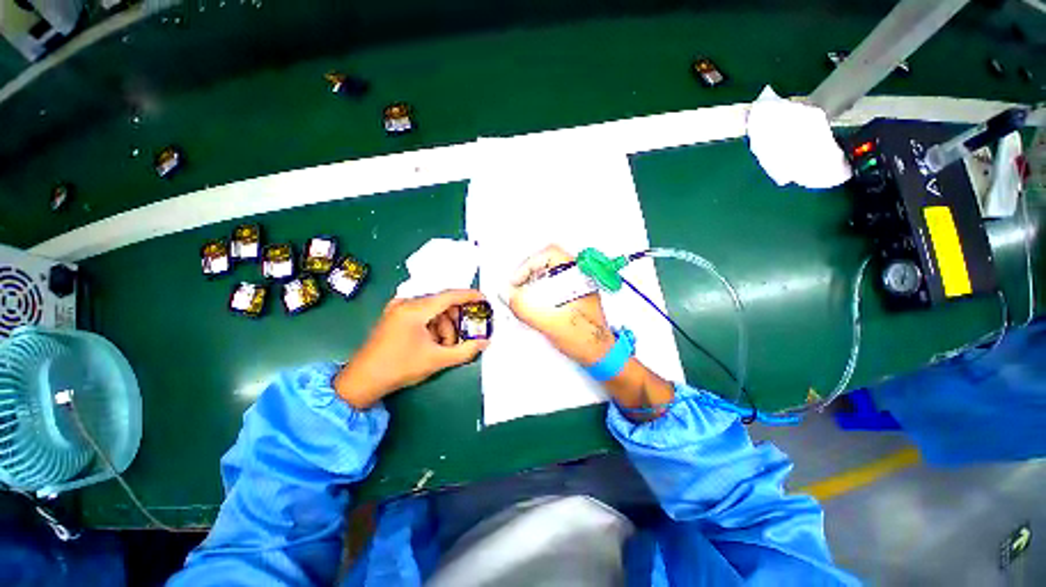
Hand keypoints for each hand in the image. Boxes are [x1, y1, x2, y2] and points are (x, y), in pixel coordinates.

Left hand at [334, 290, 489, 408]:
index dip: (469, 296)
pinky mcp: (394, 316)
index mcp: (415, 310)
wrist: (362, 380)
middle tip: (463, 335)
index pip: (449, 296)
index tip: (484, 299)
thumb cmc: (400, 368)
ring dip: (443, 327)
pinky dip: (432, 326)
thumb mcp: (437, 360)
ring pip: (433, 311)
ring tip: (444, 346)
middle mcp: (406, 303)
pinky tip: (432, 342)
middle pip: (441, 304)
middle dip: (455, 320)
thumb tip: (484, 342)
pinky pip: (422, 315)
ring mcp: (398, 309)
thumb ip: (465, 351)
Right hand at [505, 245, 615, 365]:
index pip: (550, 254)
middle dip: (527, 274)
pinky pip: (550, 286)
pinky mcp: (571, 296)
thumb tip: (507, 295)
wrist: (600, 354)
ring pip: (547, 274)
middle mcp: (578, 276)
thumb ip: (527, 308)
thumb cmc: (585, 338)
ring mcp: (575, 286)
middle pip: (547, 263)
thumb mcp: (552, 324)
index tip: (516, 282)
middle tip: (516, 289)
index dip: (528, 265)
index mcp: (579, 276)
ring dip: (531, 284)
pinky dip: (537, 292)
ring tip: (521, 299)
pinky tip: (532, 306)